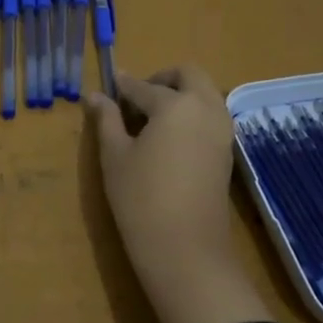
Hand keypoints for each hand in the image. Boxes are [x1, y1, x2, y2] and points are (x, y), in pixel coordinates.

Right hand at [88, 65, 270, 322]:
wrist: (185, 248)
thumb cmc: (141, 198)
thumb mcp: (115, 156)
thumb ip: (106, 120)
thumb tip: (95, 96)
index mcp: (175, 104)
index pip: (143, 86)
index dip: (121, 86)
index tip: (107, 87)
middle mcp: (205, 108)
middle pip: (188, 75)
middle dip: (162, 78)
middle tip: (135, 98)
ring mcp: (222, 130)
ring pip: (205, 94)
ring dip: (181, 94)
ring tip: (150, 119)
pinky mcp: (226, 152)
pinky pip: (211, 116)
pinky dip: (192, 113)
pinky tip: (168, 137)